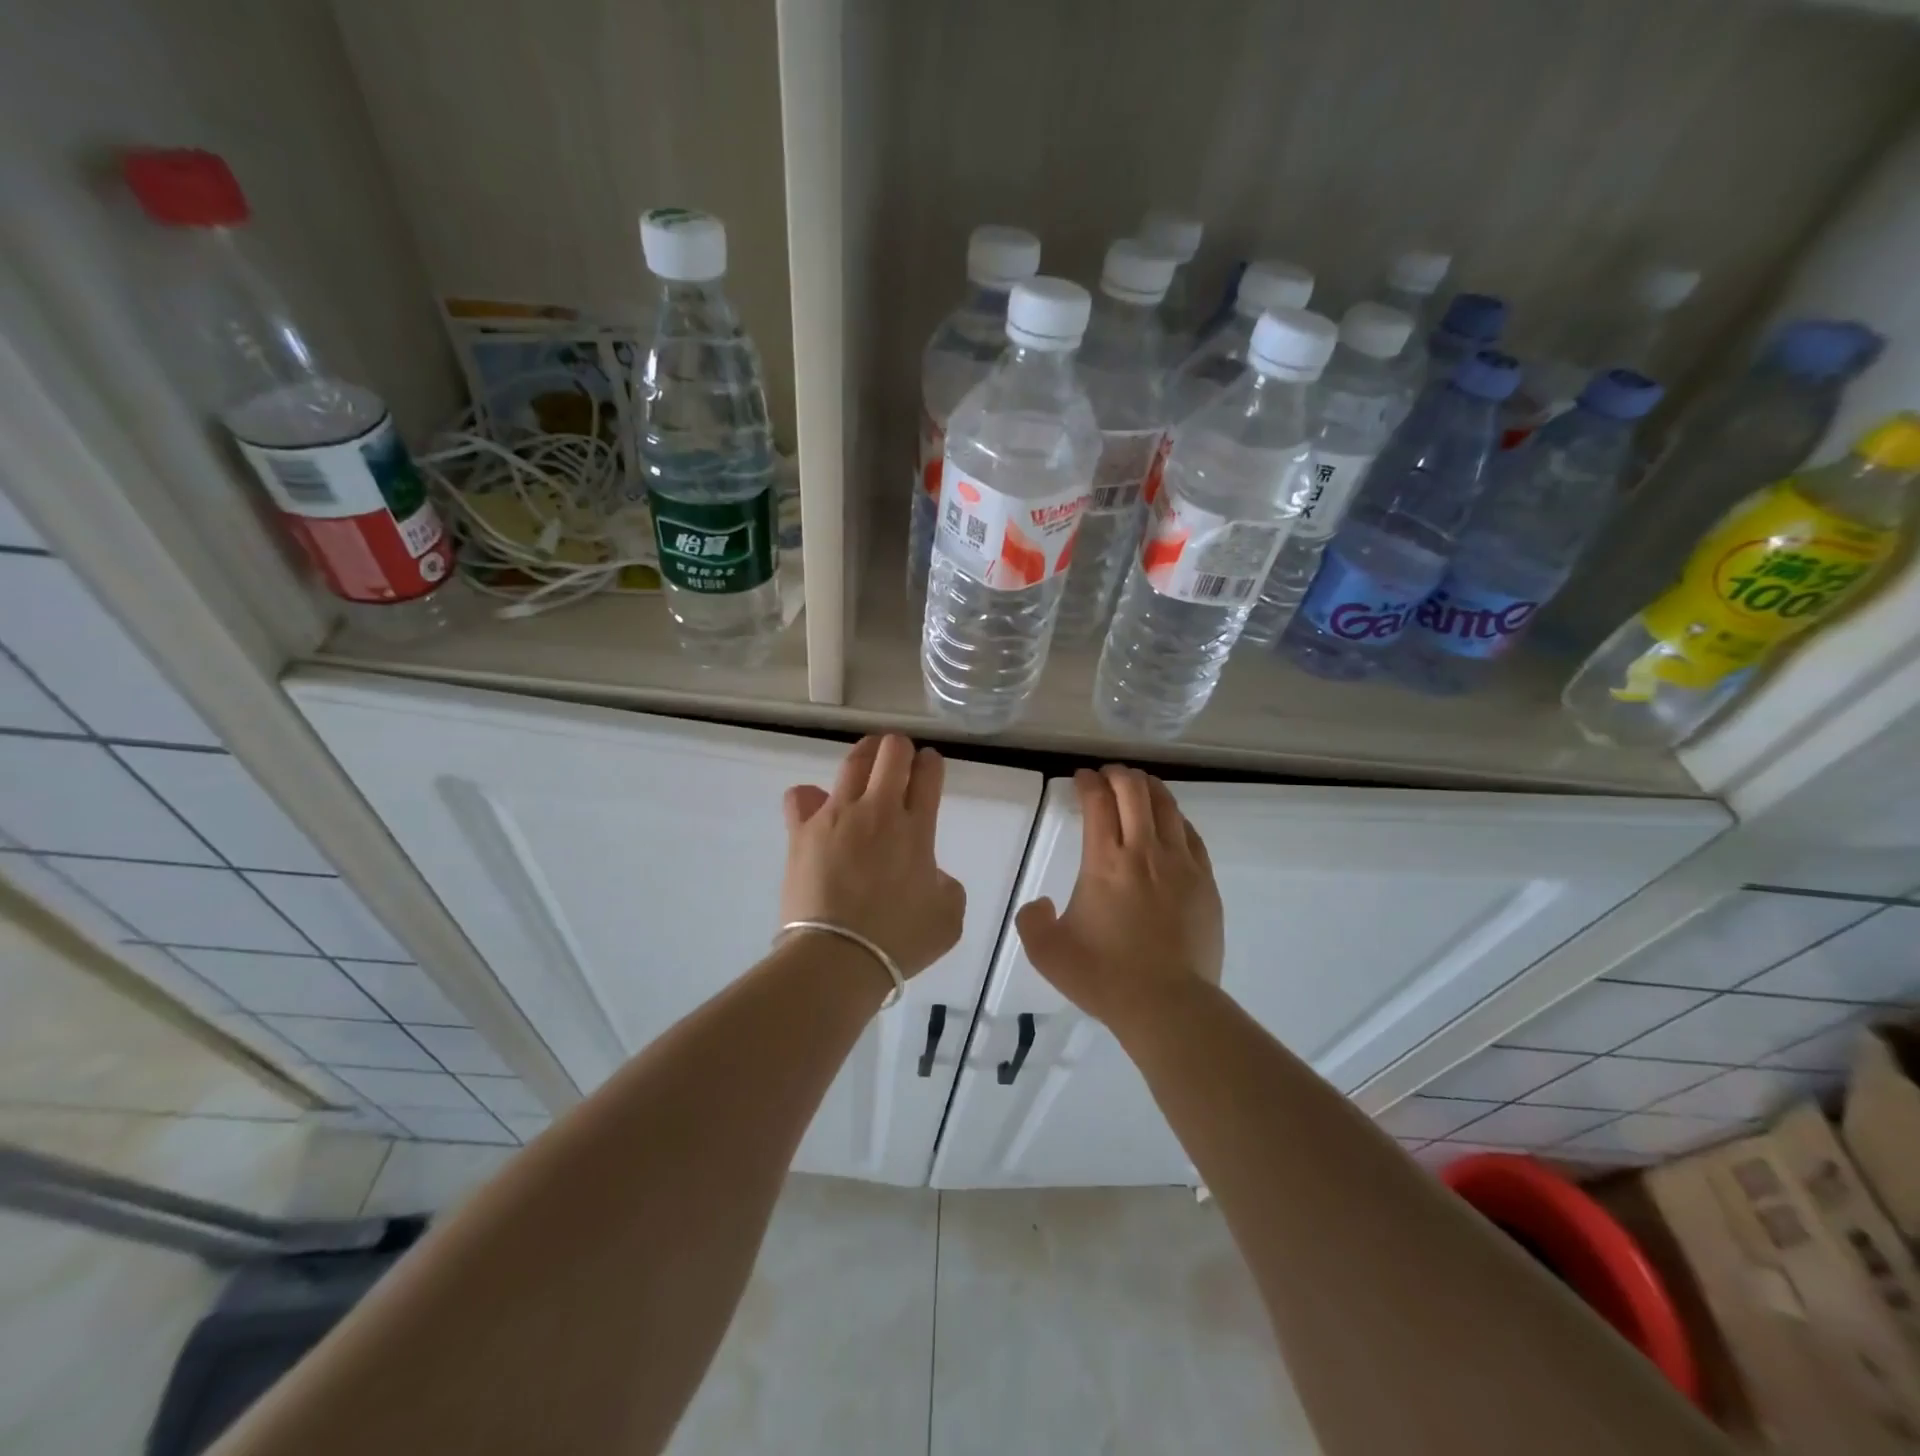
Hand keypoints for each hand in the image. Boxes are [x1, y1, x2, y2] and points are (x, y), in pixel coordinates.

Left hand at [781, 735, 965, 977]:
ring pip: (853, 762)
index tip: (929, 767)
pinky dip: (810, 797)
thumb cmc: (899, 942)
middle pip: (892, 752)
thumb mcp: (948, 918)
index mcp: (917, 828)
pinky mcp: (802, 830)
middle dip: (900, 748)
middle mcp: (878, 811)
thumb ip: (946, 885)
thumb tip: (930, 874)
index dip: (931, 763)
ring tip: (867, 761)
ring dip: (865, 755)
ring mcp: (836, 816)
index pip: (928, 773)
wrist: (838, 957)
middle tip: (900, 761)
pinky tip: (817, 808)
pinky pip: (801, 797)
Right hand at [1015, 765, 1223, 1027]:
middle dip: (1118, 775)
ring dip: (1149, 788)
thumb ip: (1031, 921)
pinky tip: (1170, 821)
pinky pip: (1191, 835)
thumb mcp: (1047, 953)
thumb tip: (1039, 902)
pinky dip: (1175, 818)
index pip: (1098, 802)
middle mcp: (1144, 852)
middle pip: (1135, 792)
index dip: (1088, 782)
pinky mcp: (1205, 882)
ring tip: (1138, 785)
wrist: (1168, 1005)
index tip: (1081, 778)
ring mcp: (1181, 864)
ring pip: (1167, 806)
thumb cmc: (1104, 976)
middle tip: (1108, 775)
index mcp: (1105, 862)